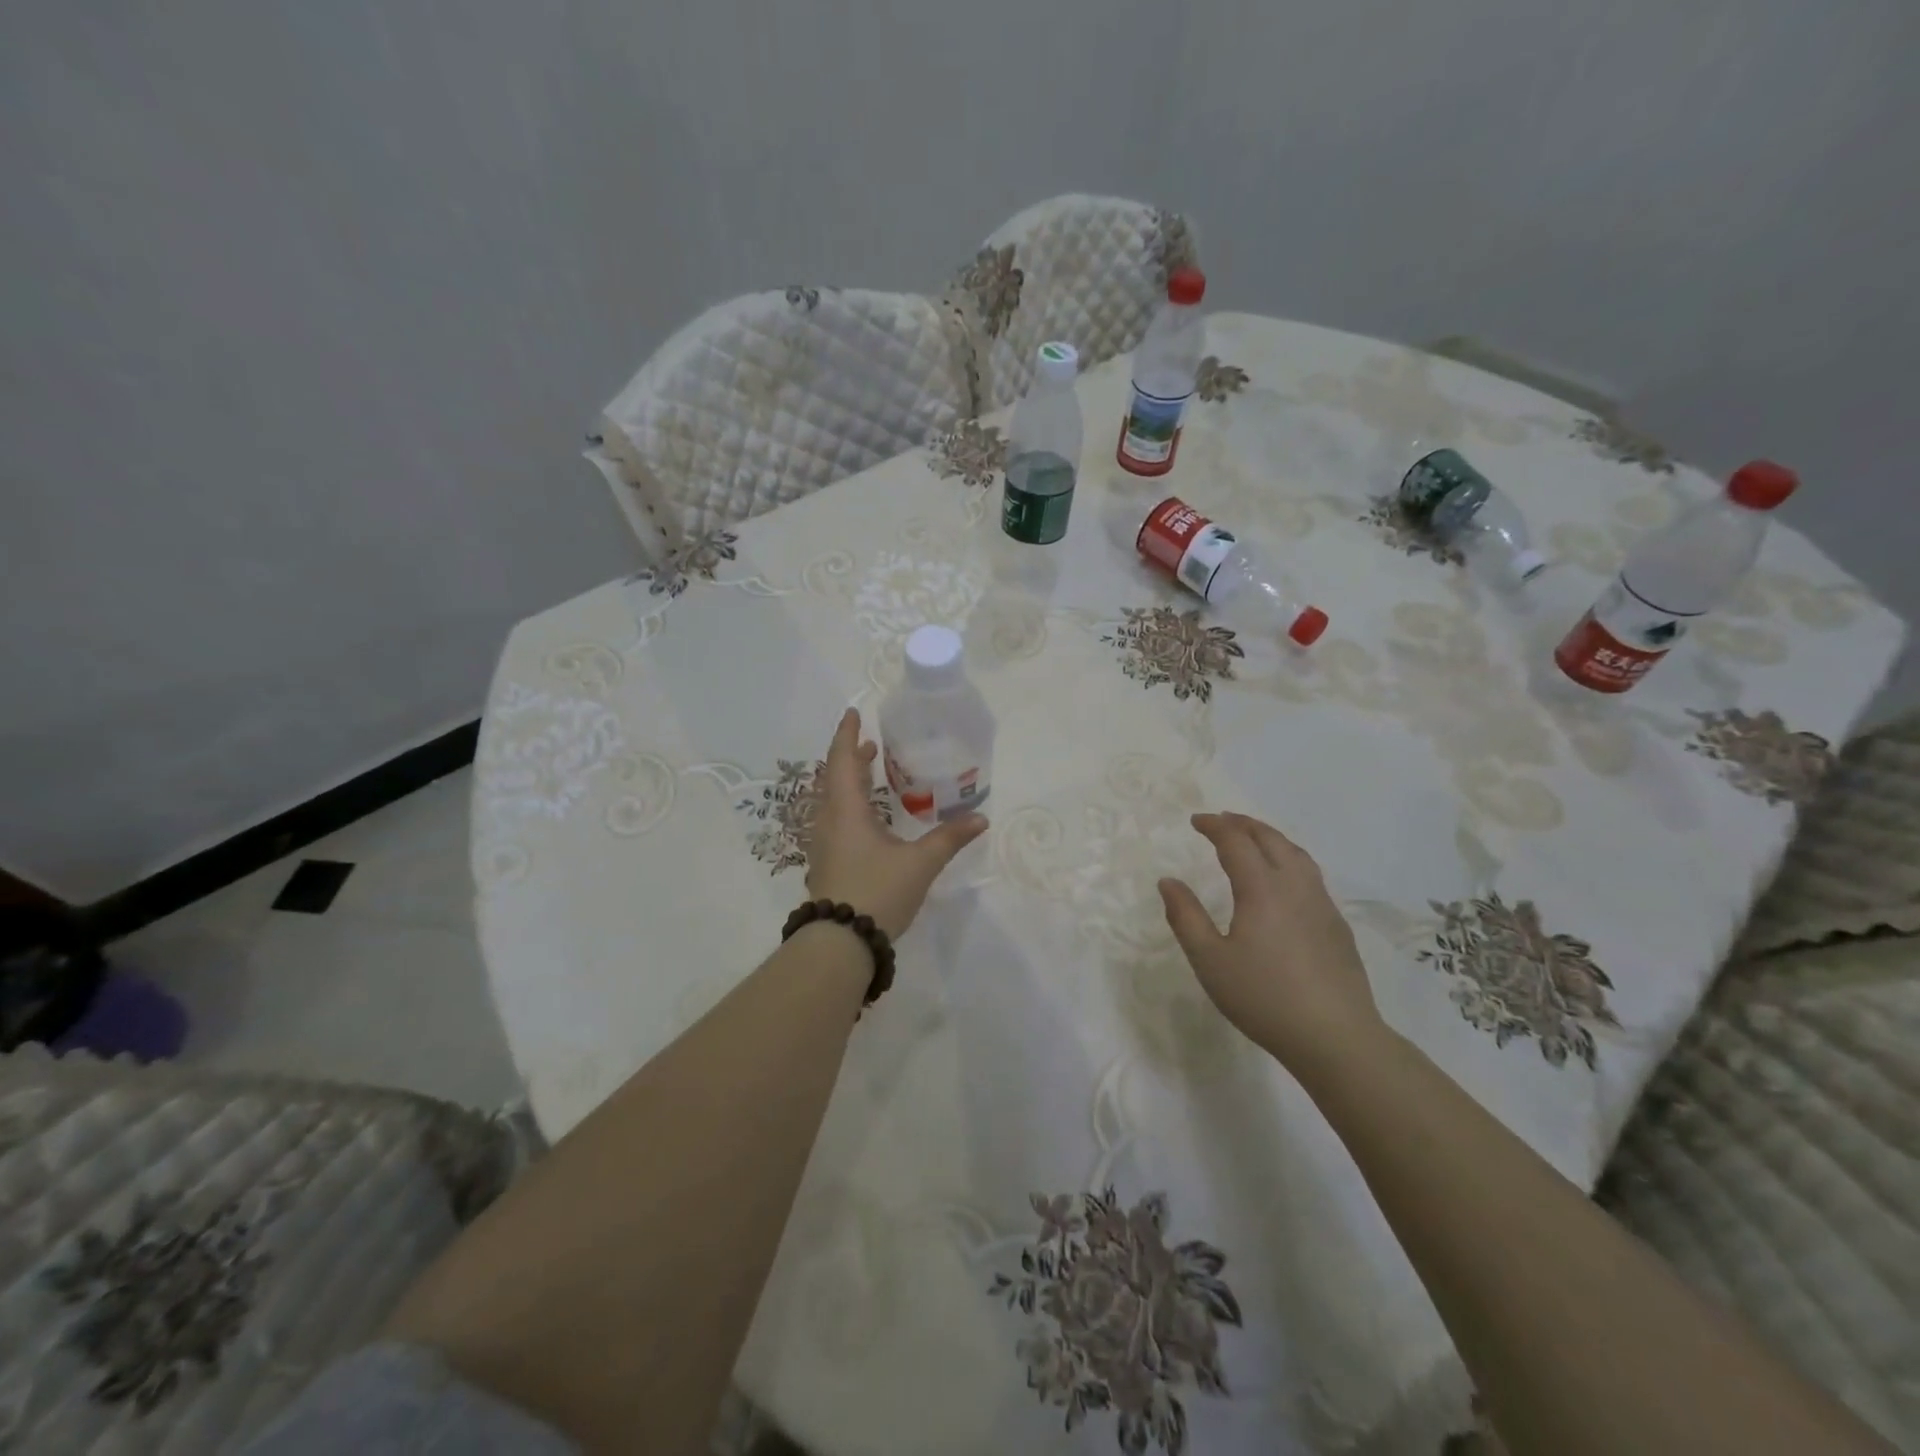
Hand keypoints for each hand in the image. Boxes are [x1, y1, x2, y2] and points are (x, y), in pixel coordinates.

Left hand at [805, 708, 988, 940]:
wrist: (840, 943)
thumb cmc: (877, 892)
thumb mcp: (920, 864)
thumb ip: (949, 839)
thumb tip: (980, 818)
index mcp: (846, 811)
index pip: (843, 761)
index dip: (847, 735)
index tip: (853, 714)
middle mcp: (829, 821)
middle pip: (835, 778)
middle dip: (852, 757)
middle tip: (870, 744)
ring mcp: (824, 845)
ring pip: (833, 801)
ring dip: (849, 782)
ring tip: (871, 773)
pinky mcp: (827, 864)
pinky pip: (835, 820)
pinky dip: (850, 805)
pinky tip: (869, 819)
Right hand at [1159, 812, 1384, 1080]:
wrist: (1336, 1037)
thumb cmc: (1263, 997)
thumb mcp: (1210, 961)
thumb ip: (1186, 917)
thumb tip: (1168, 882)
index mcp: (1262, 889)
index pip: (1236, 842)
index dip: (1215, 826)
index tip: (1196, 821)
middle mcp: (1295, 886)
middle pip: (1271, 839)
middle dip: (1244, 824)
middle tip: (1222, 820)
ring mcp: (1322, 904)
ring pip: (1297, 854)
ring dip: (1270, 837)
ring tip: (1253, 839)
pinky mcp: (1337, 925)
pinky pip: (1311, 874)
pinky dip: (1290, 859)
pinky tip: (1284, 880)